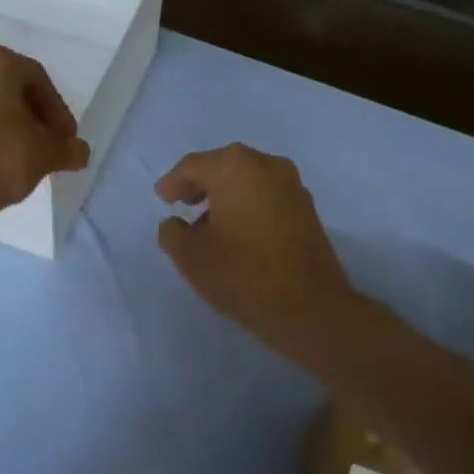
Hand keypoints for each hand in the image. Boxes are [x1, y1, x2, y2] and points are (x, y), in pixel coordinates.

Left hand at [0, 43, 90, 232]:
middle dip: (31, 115)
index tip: (66, 140)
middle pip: (9, 88)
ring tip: (22, 153)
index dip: (57, 112)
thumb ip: (69, 148)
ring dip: (6, 123)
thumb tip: (79, 152)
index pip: (38, 81)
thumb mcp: (48, 153)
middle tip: (47, 144)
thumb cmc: (2, 159)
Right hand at [156, 144, 362, 365]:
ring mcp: (291, 185)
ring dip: (225, 195)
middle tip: (182, 203)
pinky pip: (266, 195)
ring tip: (207, 223)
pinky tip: (237, 231)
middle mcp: (266, 165)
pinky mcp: (307, 208)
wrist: (310, 308)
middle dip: (200, 184)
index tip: (163, 199)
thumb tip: (175, 223)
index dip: (173, 183)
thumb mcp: (190, 256)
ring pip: (247, 180)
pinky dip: (247, 204)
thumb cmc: (242, 274)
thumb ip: (172, 232)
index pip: (193, 166)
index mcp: (234, 168)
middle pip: (223, 166)